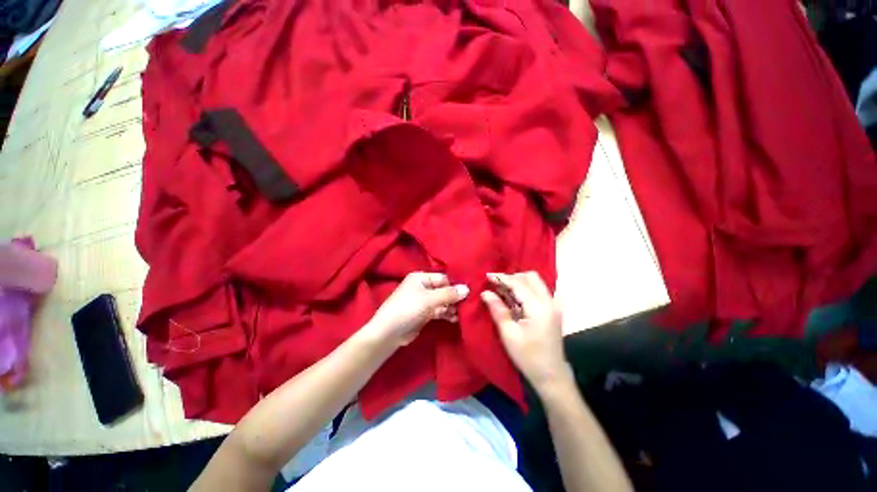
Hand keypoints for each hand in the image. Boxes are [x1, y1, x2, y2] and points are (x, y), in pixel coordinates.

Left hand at [364, 272, 468, 346]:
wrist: (389, 332)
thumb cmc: (408, 309)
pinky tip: (454, 319)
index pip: (443, 278)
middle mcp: (422, 287)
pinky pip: (439, 311)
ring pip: (442, 301)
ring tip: (461, 314)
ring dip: (451, 307)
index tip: (469, 293)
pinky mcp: (424, 313)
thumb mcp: (429, 299)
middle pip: (443, 290)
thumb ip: (449, 294)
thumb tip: (467, 289)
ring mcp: (423, 301)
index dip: (455, 285)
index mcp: (421, 278)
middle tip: (466, 305)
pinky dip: (446, 314)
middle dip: (454, 298)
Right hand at [481, 272, 571, 392]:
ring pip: (535, 282)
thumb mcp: (509, 334)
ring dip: (518, 282)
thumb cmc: (528, 357)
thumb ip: (498, 310)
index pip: (519, 283)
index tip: (487, 276)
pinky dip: (524, 289)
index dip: (502, 278)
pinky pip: (538, 290)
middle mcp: (550, 301)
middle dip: (512, 277)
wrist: (551, 375)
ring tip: (502, 291)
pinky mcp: (553, 309)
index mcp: (539, 307)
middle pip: (531, 277)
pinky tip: (514, 298)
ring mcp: (553, 304)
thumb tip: (485, 292)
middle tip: (496, 285)